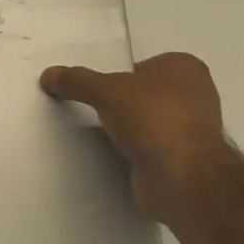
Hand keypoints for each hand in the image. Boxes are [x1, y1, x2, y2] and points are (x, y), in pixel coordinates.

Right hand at [39, 52, 226, 222]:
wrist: (181, 177)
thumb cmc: (152, 117)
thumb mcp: (105, 90)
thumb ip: (76, 80)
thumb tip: (48, 75)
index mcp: (185, 68)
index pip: (143, 65)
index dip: (118, 76)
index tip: (95, 89)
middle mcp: (195, 96)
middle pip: (144, 94)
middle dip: (121, 103)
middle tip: (91, 108)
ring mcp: (193, 131)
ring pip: (148, 123)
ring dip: (128, 130)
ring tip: (96, 133)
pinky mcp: (185, 161)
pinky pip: (150, 149)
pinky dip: (133, 152)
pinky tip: (112, 155)